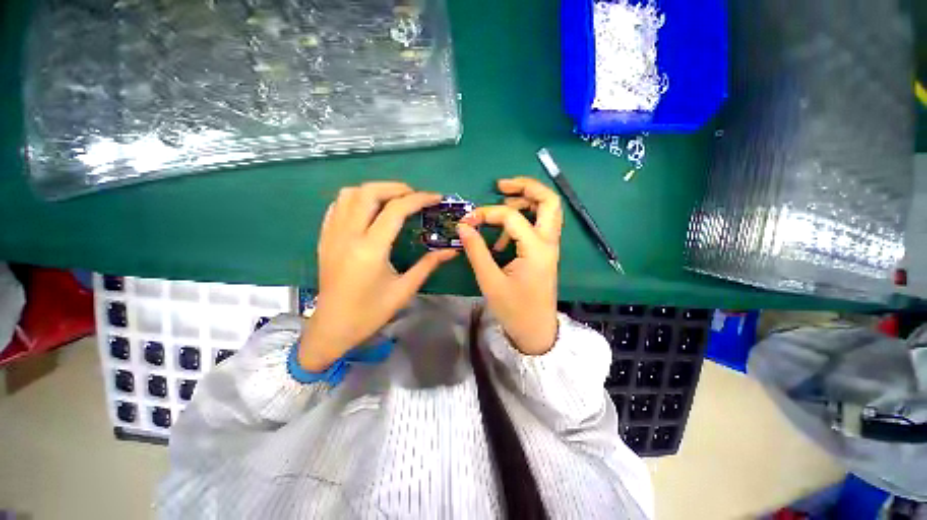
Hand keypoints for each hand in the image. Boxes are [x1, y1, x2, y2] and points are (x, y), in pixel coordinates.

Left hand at [299, 182, 456, 370]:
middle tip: (415, 197)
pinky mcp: (325, 238)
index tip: (435, 198)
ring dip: (374, 190)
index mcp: (371, 250)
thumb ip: (428, 265)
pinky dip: (356, 199)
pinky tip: (369, 210)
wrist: (332, 328)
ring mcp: (332, 234)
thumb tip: (451, 251)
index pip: (395, 210)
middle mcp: (348, 235)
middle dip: (396, 188)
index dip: (418, 199)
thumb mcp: (404, 290)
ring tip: (393, 201)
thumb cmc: (370, 313)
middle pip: (369, 192)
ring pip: (349, 194)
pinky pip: (337, 206)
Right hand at [457, 177, 562, 354]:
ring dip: (525, 201)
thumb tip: (463, 226)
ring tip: (500, 206)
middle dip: (525, 186)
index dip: (487, 213)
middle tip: (501, 186)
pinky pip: (538, 225)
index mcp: (536, 249)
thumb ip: (476, 250)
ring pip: (547, 210)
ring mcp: (549, 247)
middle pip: (548, 200)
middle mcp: (548, 242)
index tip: (467, 222)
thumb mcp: (490, 281)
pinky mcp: (544, 252)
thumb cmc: (514, 309)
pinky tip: (503, 237)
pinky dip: (523, 220)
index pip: (512, 217)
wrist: (536, 331)